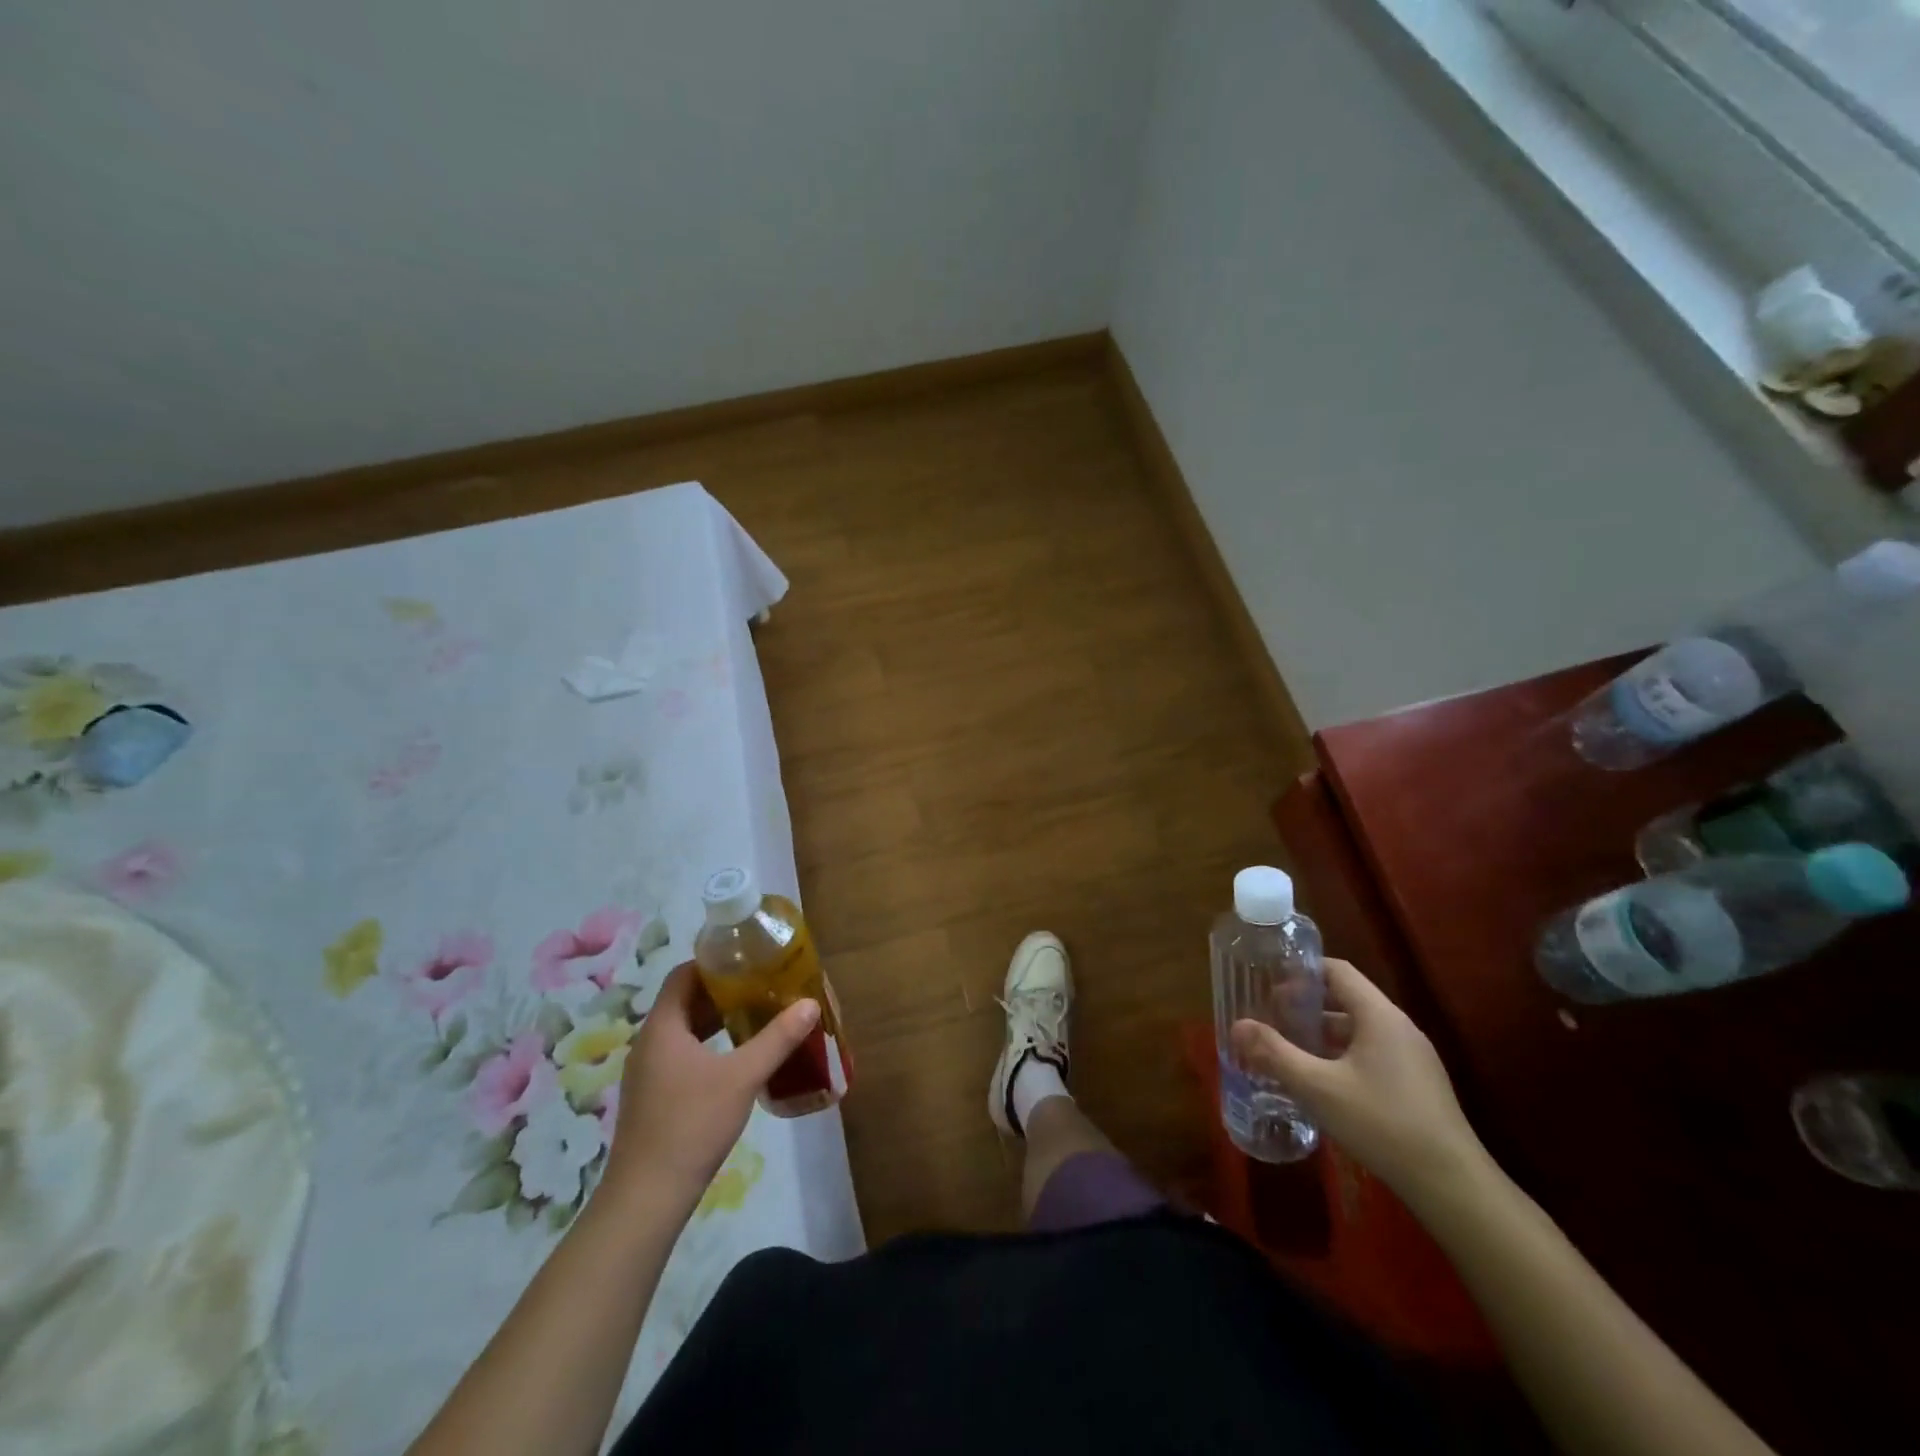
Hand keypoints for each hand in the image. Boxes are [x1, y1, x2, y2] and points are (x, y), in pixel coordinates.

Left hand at [601, 962, 818, 1210]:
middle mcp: (649, 1043)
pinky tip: (736, 1058)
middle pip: (684, 1001)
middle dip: (722, 991)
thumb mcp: (742, 1076)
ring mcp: (647, 1072)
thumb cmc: (692, 1124)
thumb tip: (810, 1004)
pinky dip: (708, 1046)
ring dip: (715, 1020)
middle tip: (761, 985)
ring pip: (683, 1030)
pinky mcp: (652, 1097)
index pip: (683, 975)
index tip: (748, 958)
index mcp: (662, 1027)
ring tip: (755, 1016)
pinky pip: (680, 1054)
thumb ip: (777, 1039)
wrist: (647, 1197)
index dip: (713, 962)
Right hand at [1231, 958, 1485, 1203]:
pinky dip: (1341, 1056)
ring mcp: (1413, 1058)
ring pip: (1359, 1030)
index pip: (1338, 971)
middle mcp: (1399, 1028)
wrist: (1453, 1187)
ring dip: (1322, 1034)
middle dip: (1306, 1005)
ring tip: (1288, 1049)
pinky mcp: (1418, 1086)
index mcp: (1379, 1016)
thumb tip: (1237, 1026)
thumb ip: (1274, 1053)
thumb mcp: (1318, 1088)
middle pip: (1347, 999)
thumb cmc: (1382, 1124)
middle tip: (1271, 1017)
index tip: (1269, 982)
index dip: (1302, 971)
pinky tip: (1321, 1083)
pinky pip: (1372, 1054)